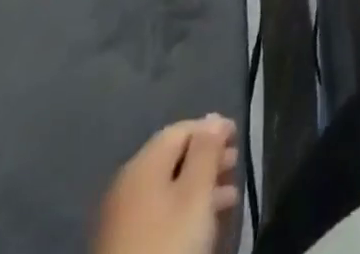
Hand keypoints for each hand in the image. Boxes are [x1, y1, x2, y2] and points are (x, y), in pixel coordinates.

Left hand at [94, 116, 240, 253]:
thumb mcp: (196, 193)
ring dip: (200, 185)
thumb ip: (207, 150)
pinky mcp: (123, 244)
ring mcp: (121, 217)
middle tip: (235, 165)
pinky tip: (203, 221)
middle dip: (207, 158)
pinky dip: (184, 208)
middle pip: (173, 158)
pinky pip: (159, 212)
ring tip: (229, 196)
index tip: (238, 137)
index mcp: (142, 163)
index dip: (212, 128)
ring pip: (168, 188)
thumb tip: (213, 117)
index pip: (181, 129)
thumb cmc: (168, 242)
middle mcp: (127, 183)